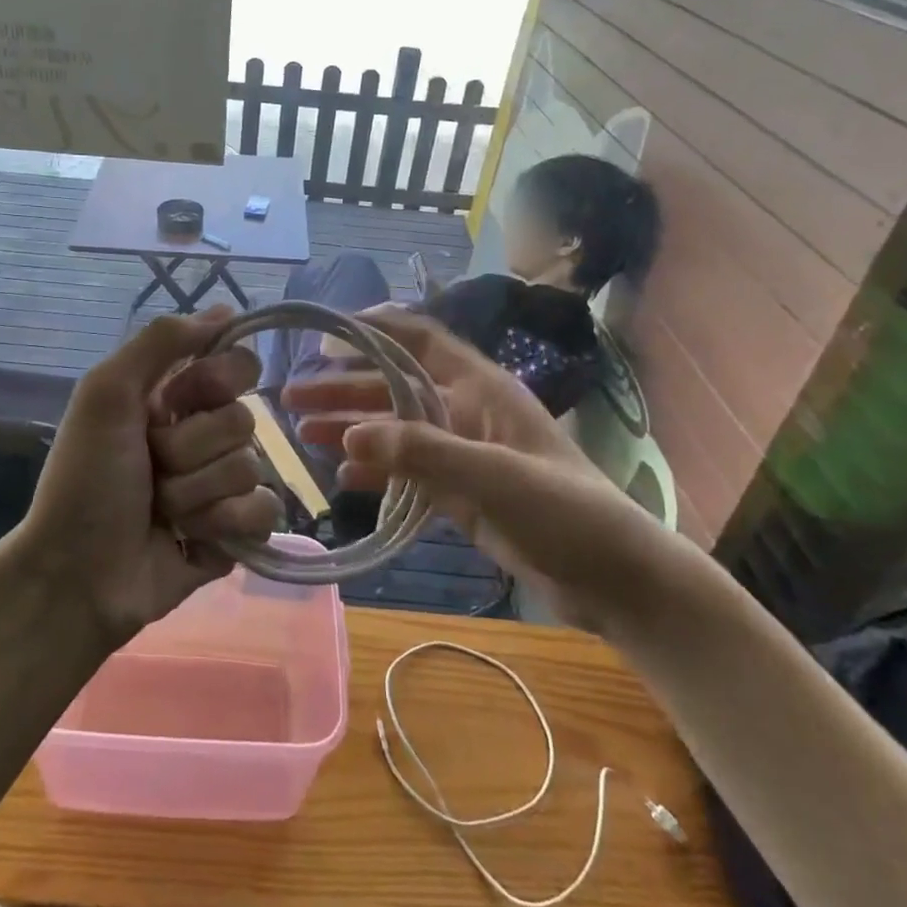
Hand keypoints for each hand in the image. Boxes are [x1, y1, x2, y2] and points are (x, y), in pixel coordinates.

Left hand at [14, 308, 280, 645]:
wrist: (76, 574)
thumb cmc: (85, 479)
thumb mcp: (106, 394)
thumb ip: (161, 342)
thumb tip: (226, 310)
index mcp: (175, 399)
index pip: (237, 364)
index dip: (216, 381)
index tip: (178, 400)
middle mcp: (203, 435)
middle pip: (244, 420)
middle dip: (191, 449)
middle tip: (152, 467)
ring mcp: (222, 485)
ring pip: (250, 468)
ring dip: (197, 492)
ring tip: (161, 511)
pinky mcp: (236, 531)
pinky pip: (264, 511)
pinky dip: (225, 524)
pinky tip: (193, 538)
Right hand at [283, 307, 694, 633]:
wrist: (615, 578)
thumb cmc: (563, 511)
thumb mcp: (493, 476)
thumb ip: (421, 454)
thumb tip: (347, 438)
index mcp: (481, 388)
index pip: (421, 340)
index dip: (376, 329)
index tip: (326, 331)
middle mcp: (467, 411)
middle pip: (395, 387)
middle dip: (345, 389)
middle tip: (292, 397)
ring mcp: (464, 453)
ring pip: (396, 430)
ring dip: (352, 429)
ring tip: (303, 434)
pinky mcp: (462, 492)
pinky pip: (409, 471)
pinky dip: (377, 471)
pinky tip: (343, 478)